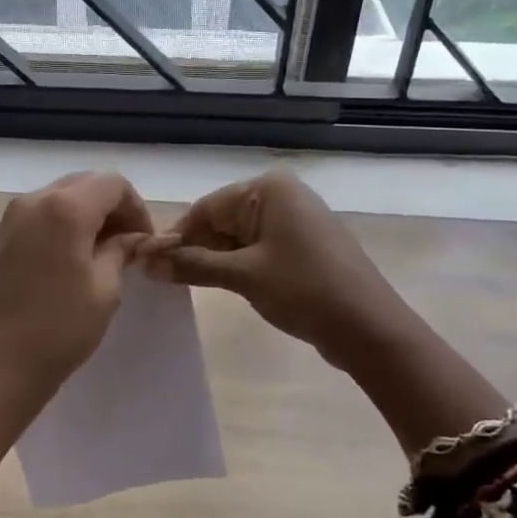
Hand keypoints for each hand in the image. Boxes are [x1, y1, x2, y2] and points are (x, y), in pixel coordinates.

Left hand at [0, 172, 153, 409]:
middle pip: (84, 184)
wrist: (0, 363)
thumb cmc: (61, 327)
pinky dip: (61, 224)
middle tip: (127, 243)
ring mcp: (11, 217)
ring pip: (60, 196)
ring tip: (101, 251)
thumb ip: (121, 250)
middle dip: (111, 207)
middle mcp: (34, 201)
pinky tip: (71, 257)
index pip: (113, 184)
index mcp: (65, 208)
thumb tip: (131, 237)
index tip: (144, 240)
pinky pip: (39, 214)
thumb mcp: (105, 288)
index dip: (136, 207)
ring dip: (86, 214)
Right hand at [138, 170, 406, 376]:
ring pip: (237, 236)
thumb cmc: (304, 290)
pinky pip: (257, 248)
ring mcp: (295, 220)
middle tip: (163, 277)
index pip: (207, 207)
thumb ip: (192, 265)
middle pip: (221, 220)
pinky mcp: (302, 245)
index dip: (176, 236)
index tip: (147, 262)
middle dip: (194, 248)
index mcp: (269, 189)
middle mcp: (282, 195)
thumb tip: (146, 262)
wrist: (370, 329)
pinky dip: (236, 265)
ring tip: (184, 283)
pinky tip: (218, 284)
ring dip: (213, 260)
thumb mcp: (243, 276)